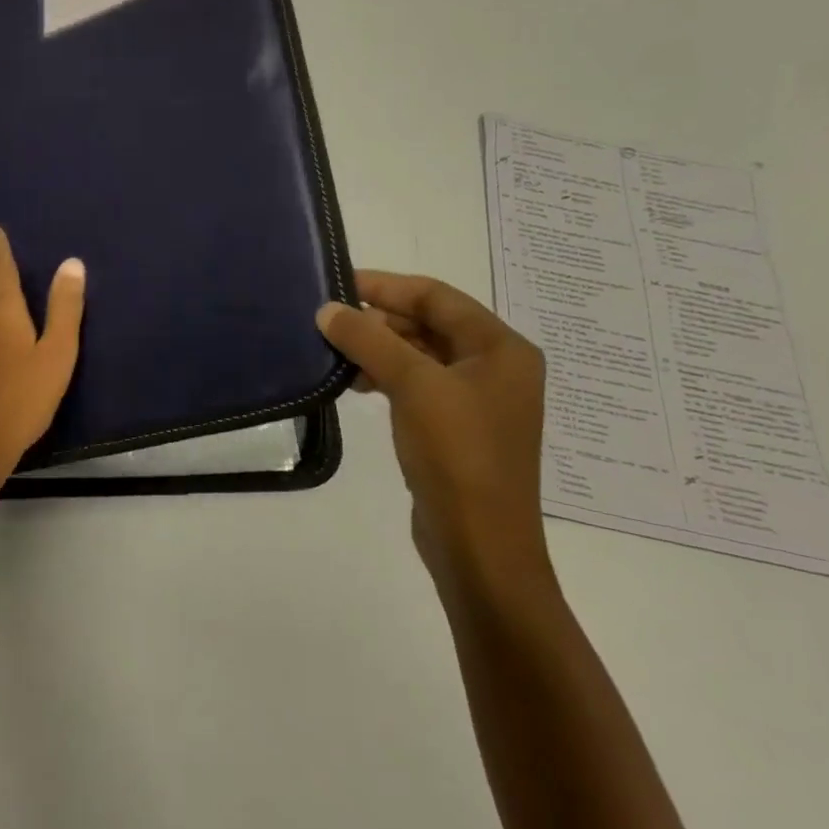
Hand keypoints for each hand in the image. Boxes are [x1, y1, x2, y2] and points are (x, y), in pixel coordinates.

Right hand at [317, 272, 552, 597]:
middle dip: (379, 319)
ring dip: (378, 348)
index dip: (385, 286)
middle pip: (429, 323)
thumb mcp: (413, 386)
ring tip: (335, 350)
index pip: (436, 297)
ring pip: (420, 354)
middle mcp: (495, 367)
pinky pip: (417, 384)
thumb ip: (368, 340)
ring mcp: (477, 399)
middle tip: (329, 319)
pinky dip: (386, 376)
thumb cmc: (457, 454)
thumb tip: (327, 309)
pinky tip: (355, 383)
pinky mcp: (457, 427)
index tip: (338, 283)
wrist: (479, 545)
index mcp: (501, 348)